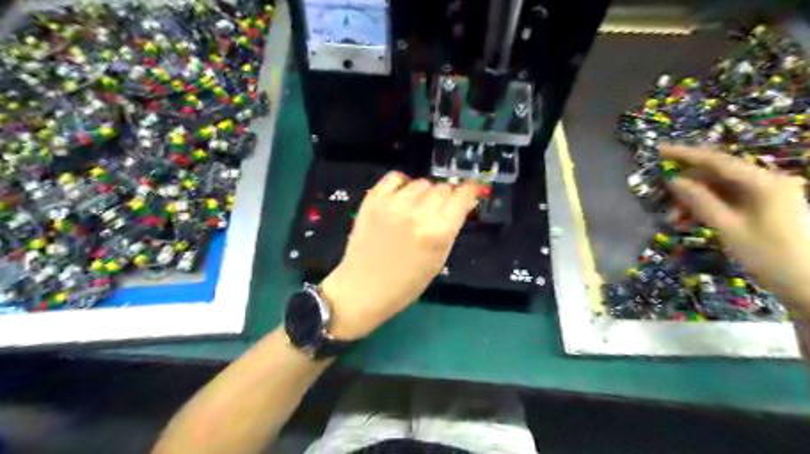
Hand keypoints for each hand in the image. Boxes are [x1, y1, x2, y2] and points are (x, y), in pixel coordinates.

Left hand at [319, 171, 479, 338]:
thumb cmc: (406, 283)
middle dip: (446, 197)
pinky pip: (396, 177)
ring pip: (421, 182)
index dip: (469, 191)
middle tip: (438, 211)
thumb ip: (451, 229)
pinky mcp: (373, 199)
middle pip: (443, 187)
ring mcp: (393, 202)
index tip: (469, 191)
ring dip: (424, 193)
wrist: (363, 288)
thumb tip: (461, 205)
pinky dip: (402, 184)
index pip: (462, 195)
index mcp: (438, 231)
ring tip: (416, 209)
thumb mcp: (438, 260)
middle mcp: (418, 211)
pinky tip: (401, 198)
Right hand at [658, 146, 809, 311]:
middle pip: (720, 173)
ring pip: (723, 187)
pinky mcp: (768, 205)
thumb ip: (701, 201)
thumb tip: (674, 181)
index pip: (718, 161)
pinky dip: (711, 205)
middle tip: (662, 193)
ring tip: (675, 216)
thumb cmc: (770, 257)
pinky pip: (732, 198)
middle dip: (688, 183)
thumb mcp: (729, 228)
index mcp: (765, 183)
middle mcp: (770, 181)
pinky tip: (692, 218)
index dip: (686, 154)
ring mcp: (771, 193)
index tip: (659, 149)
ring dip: (697, 198)